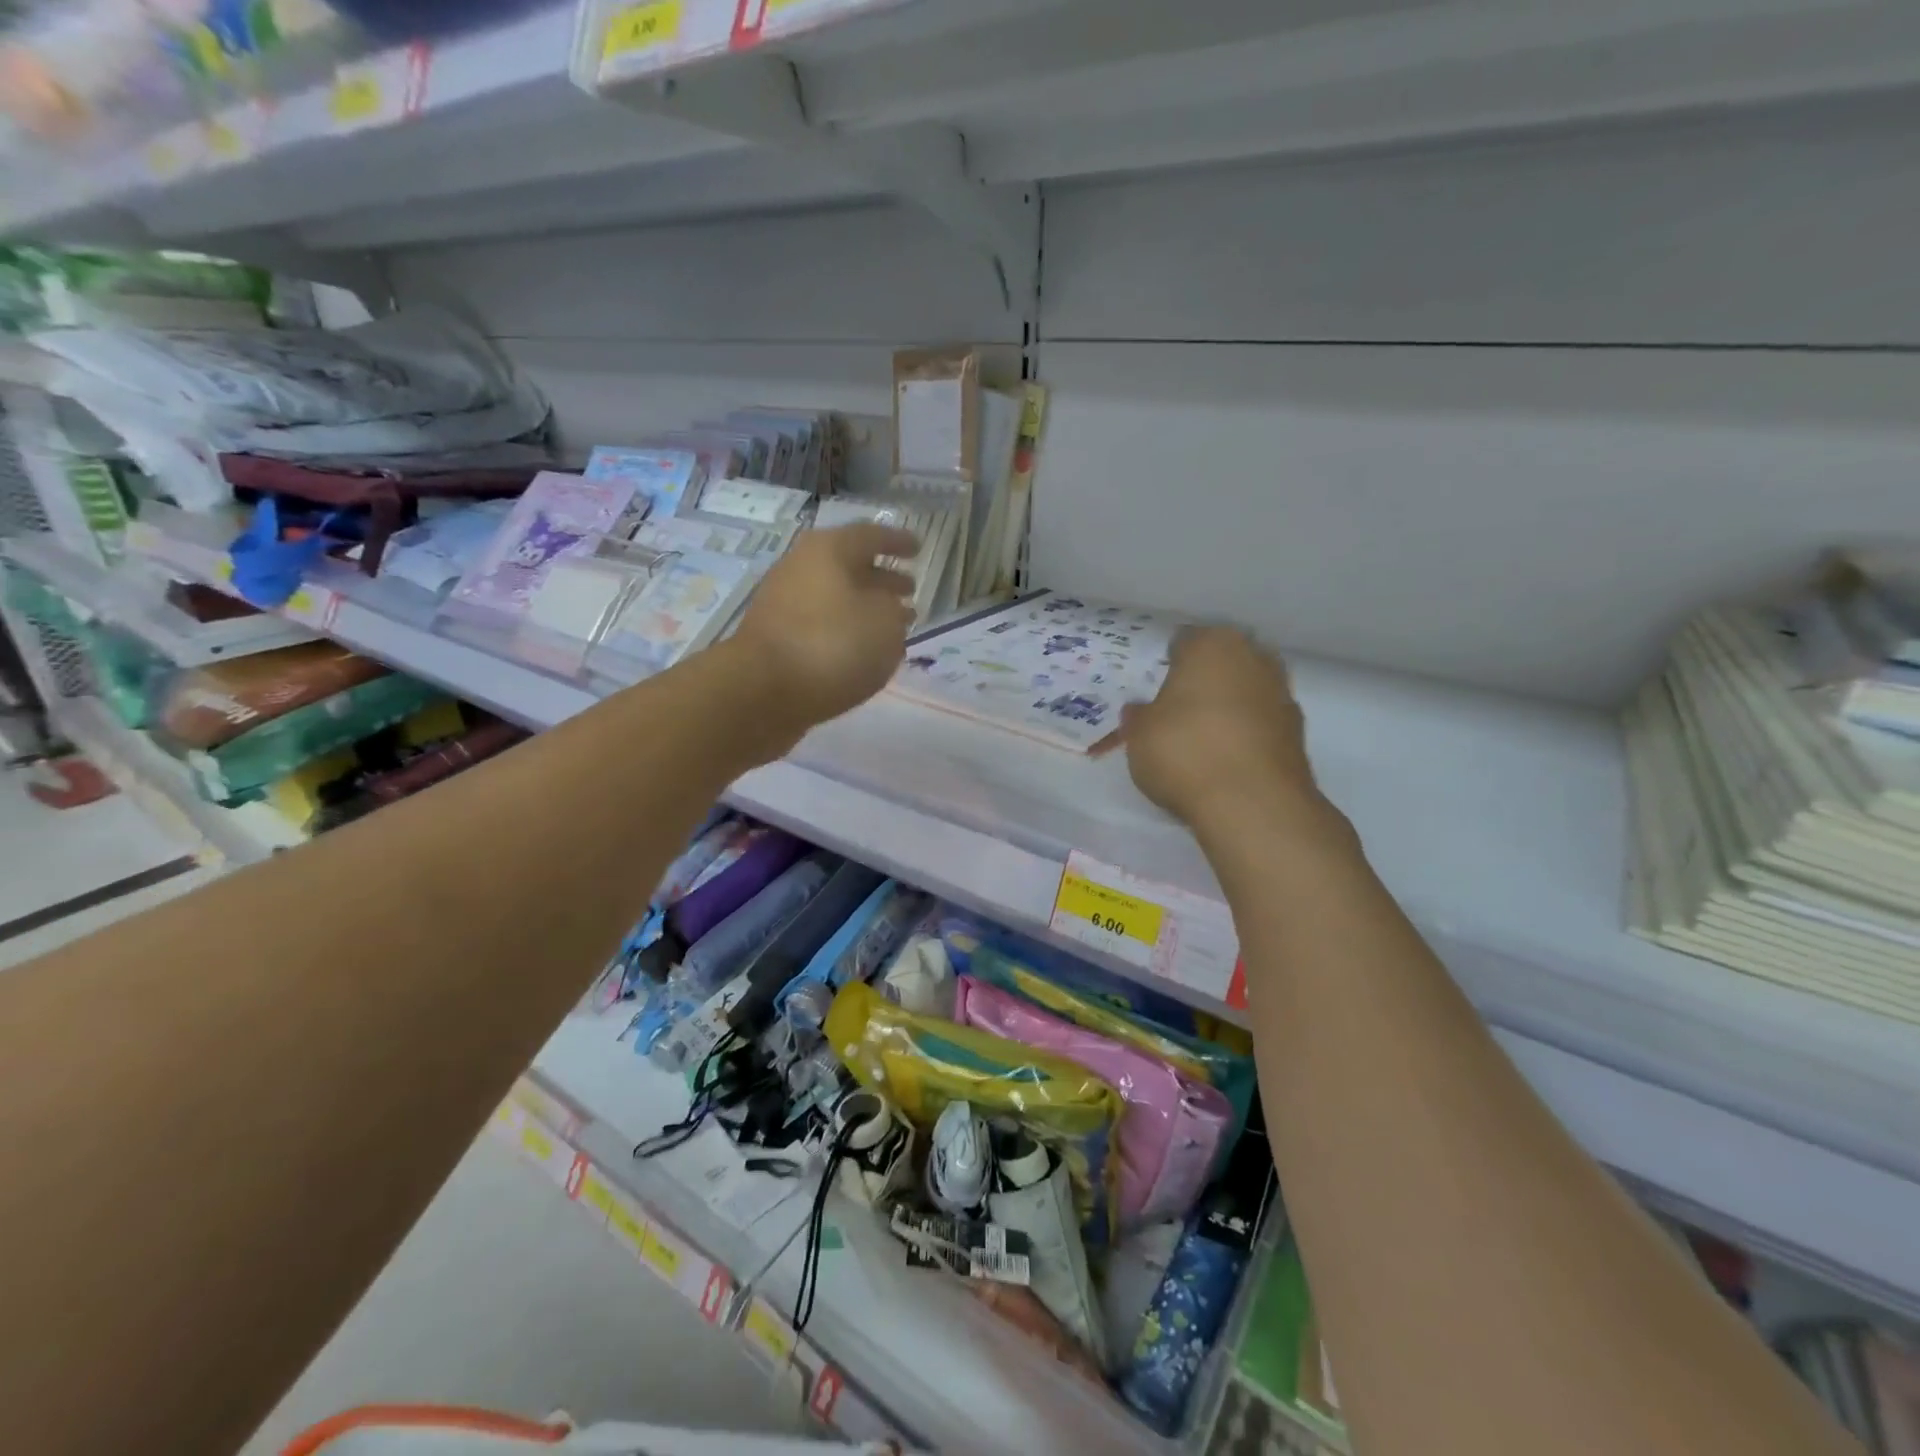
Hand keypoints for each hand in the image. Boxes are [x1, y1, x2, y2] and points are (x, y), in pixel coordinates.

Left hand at [731, 523, 919, 732]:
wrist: (761, 691)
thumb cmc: (832, 645)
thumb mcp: (885, 624)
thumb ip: (895, 611)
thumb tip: (887, 611)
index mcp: (829, 550)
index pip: (872, 536)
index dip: (899, 542)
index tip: (919, 549)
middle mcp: (803, 567)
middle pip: (850, 566)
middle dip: (883, 578)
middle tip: (910, 591)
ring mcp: (785, 603)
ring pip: (837, 598)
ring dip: (866, 608)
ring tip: (894, 627)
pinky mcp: (777, 638)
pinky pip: (822, 625)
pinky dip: (847, 631)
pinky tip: (863, 652)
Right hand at [1121, 627, 1324, 832]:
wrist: (1253, 804)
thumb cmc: (1185, 752)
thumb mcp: (1139, 736)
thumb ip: (1139, 717)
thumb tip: (1140, 710)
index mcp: (1212, 645)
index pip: (1184, 641)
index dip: (1167, 663)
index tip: (1154, 687)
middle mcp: (1253, 658)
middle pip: (1221, 662)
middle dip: (1203, 681)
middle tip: (1176, 709)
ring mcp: (1281, 694)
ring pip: (1245, 691)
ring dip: (1228, 707)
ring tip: (1201, 739)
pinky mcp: (1297, 732)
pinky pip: (1260, 723)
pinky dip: (1245, 734)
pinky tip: (1225, 759)